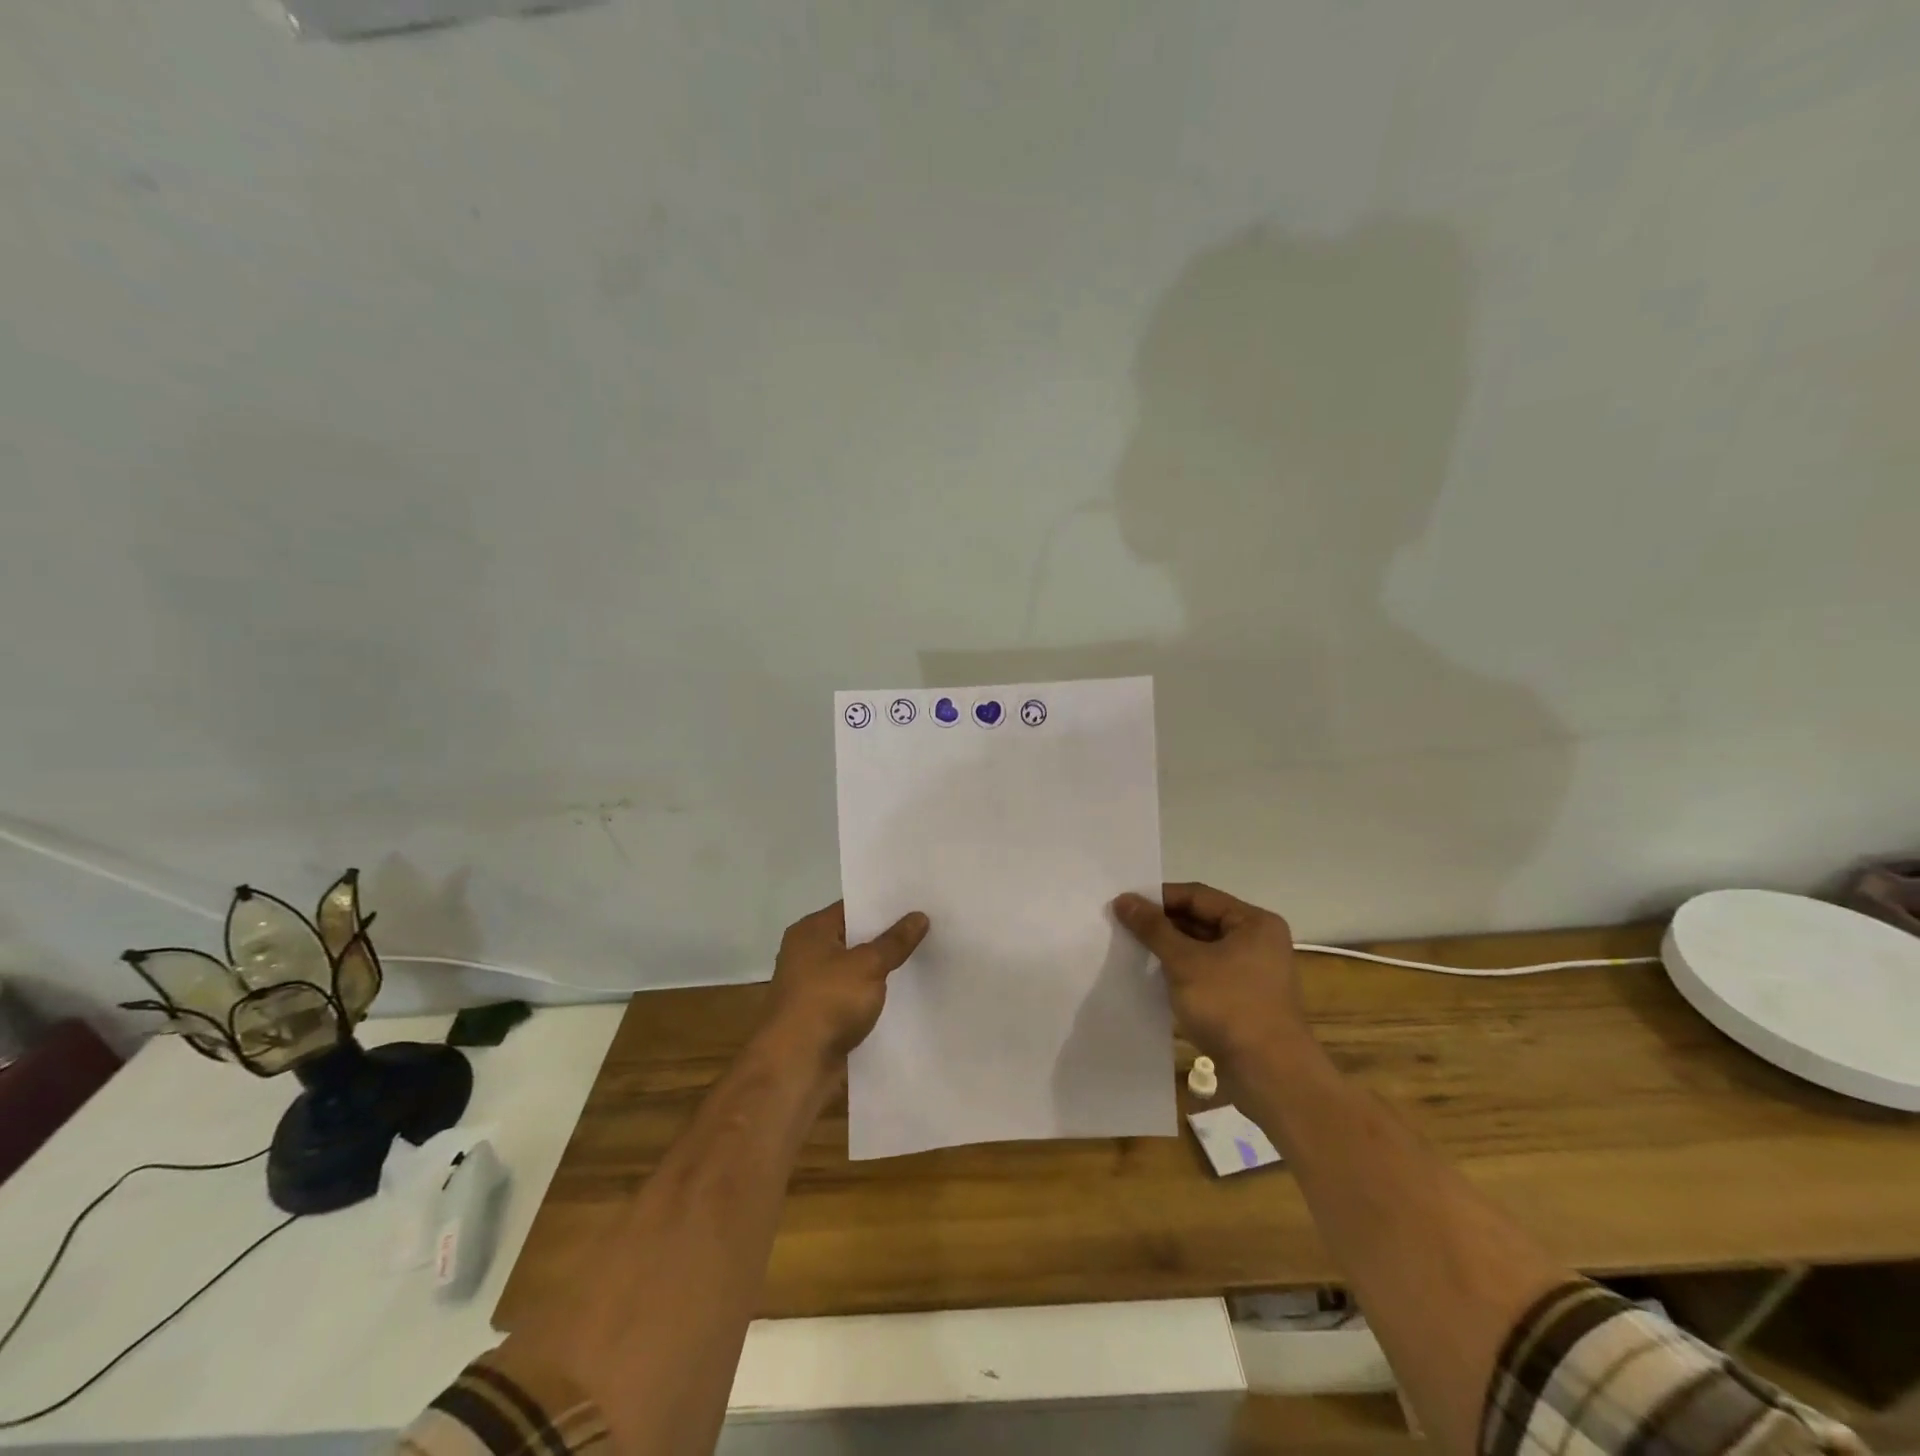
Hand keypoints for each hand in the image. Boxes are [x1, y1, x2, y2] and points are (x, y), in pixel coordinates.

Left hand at [761, 902, 929, 1064]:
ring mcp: (811, 987)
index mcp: (810, 931)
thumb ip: (894, 941)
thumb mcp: (868, 965)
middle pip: (853, 938)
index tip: (916, 904)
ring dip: (879, 970)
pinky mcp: (819, 1016)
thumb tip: (919, 916)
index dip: (883, 906)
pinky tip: (901, 996)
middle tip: (926, 929)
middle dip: (885, 937)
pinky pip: (852, 997)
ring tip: (920, 960)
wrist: (795, 1066)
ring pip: (854, 970)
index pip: (851, 907)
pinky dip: (871, 997)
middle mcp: (806, 953)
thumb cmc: (827, 1001)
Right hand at [1113, 882, 1311, 1066]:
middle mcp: (1257, 941)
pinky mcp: (1243, 999)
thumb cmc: (1230, 1006)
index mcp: (1253, 922)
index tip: (1124, 905)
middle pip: (1201, 920)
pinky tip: (1153, 977)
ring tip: (1132, 950)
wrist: (1271, 1076)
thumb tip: (1123, 899)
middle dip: (1163, 924)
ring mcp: (1252, 972)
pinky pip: (1206, 973)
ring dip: (1169, 949)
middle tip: (1123, 927)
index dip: (1159, 898)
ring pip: (1202, 949)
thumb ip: (1153, 928)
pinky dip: (1181, 972)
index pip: (1198, 896)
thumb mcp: (1185, 962)